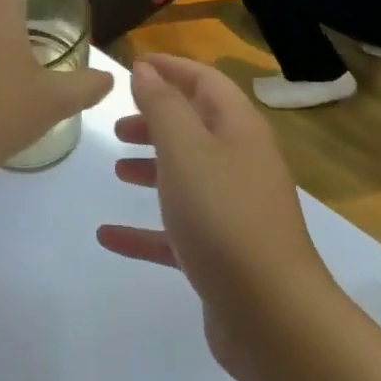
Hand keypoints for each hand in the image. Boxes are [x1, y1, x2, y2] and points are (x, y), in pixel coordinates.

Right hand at [97, 55, 327, 378]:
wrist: (271, 315)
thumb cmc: (223, 216)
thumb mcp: (185, 150)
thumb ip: (162, 106)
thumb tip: (146, 69)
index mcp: (239, 131)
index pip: (206, 82)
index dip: (171, 68)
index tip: (134, 65)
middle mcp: (242, 165)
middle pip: (197, 128)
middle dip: (158, 120)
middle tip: (119, 125)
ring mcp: (235, 212)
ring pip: (188, 177)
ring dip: (153, 168)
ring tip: (117, 169)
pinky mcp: (223, 255)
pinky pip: (178, 231)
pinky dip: (145, 229)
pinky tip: (108, 235)